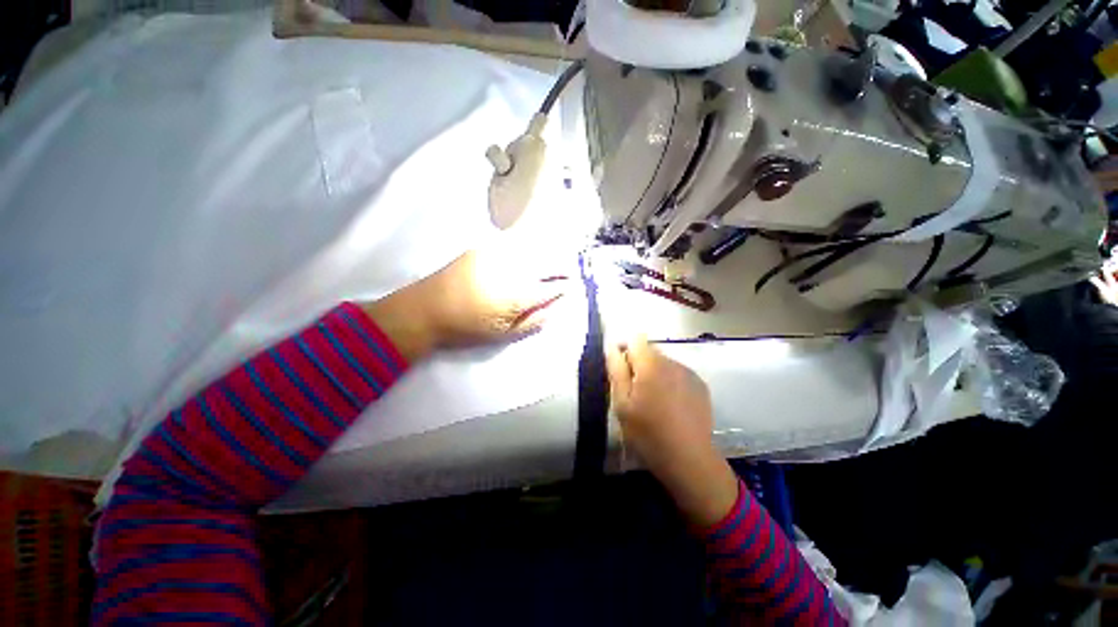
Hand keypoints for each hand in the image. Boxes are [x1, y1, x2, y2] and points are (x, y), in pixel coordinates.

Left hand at [362, 250, 566, 363]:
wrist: (426, 309)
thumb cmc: (466, 328)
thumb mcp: (503, 334)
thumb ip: (533, 322)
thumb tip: (554, 309)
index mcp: (517, 295)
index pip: (551, 288)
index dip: (564, 287)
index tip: (572, 286)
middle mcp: (512, 269)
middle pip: (547, 263)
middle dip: (563, 267)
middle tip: (570, 271)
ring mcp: (497, 254)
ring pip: (534, 249)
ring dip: (548, 254)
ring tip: (556, 260)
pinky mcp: (484, 247)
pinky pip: (515, 243)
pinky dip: (529, 246)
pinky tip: (531, 251)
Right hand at [606, 337, 738, 526]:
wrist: (689, 459)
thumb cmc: (648, 432)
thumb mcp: (622, 403)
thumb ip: (616, 370)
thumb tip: (612, 347)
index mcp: (651, 364)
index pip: (635, 339)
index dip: (624, 349)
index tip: (620, 370)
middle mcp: (672, 362)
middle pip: (649, 351)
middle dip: (638, 365)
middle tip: (634, 393)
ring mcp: (689, 373)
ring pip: (664, 363)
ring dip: (654, 374)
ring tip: (653, 402)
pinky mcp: (701, 386)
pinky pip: (678, 374)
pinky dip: (670, 383)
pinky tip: (670, 406)